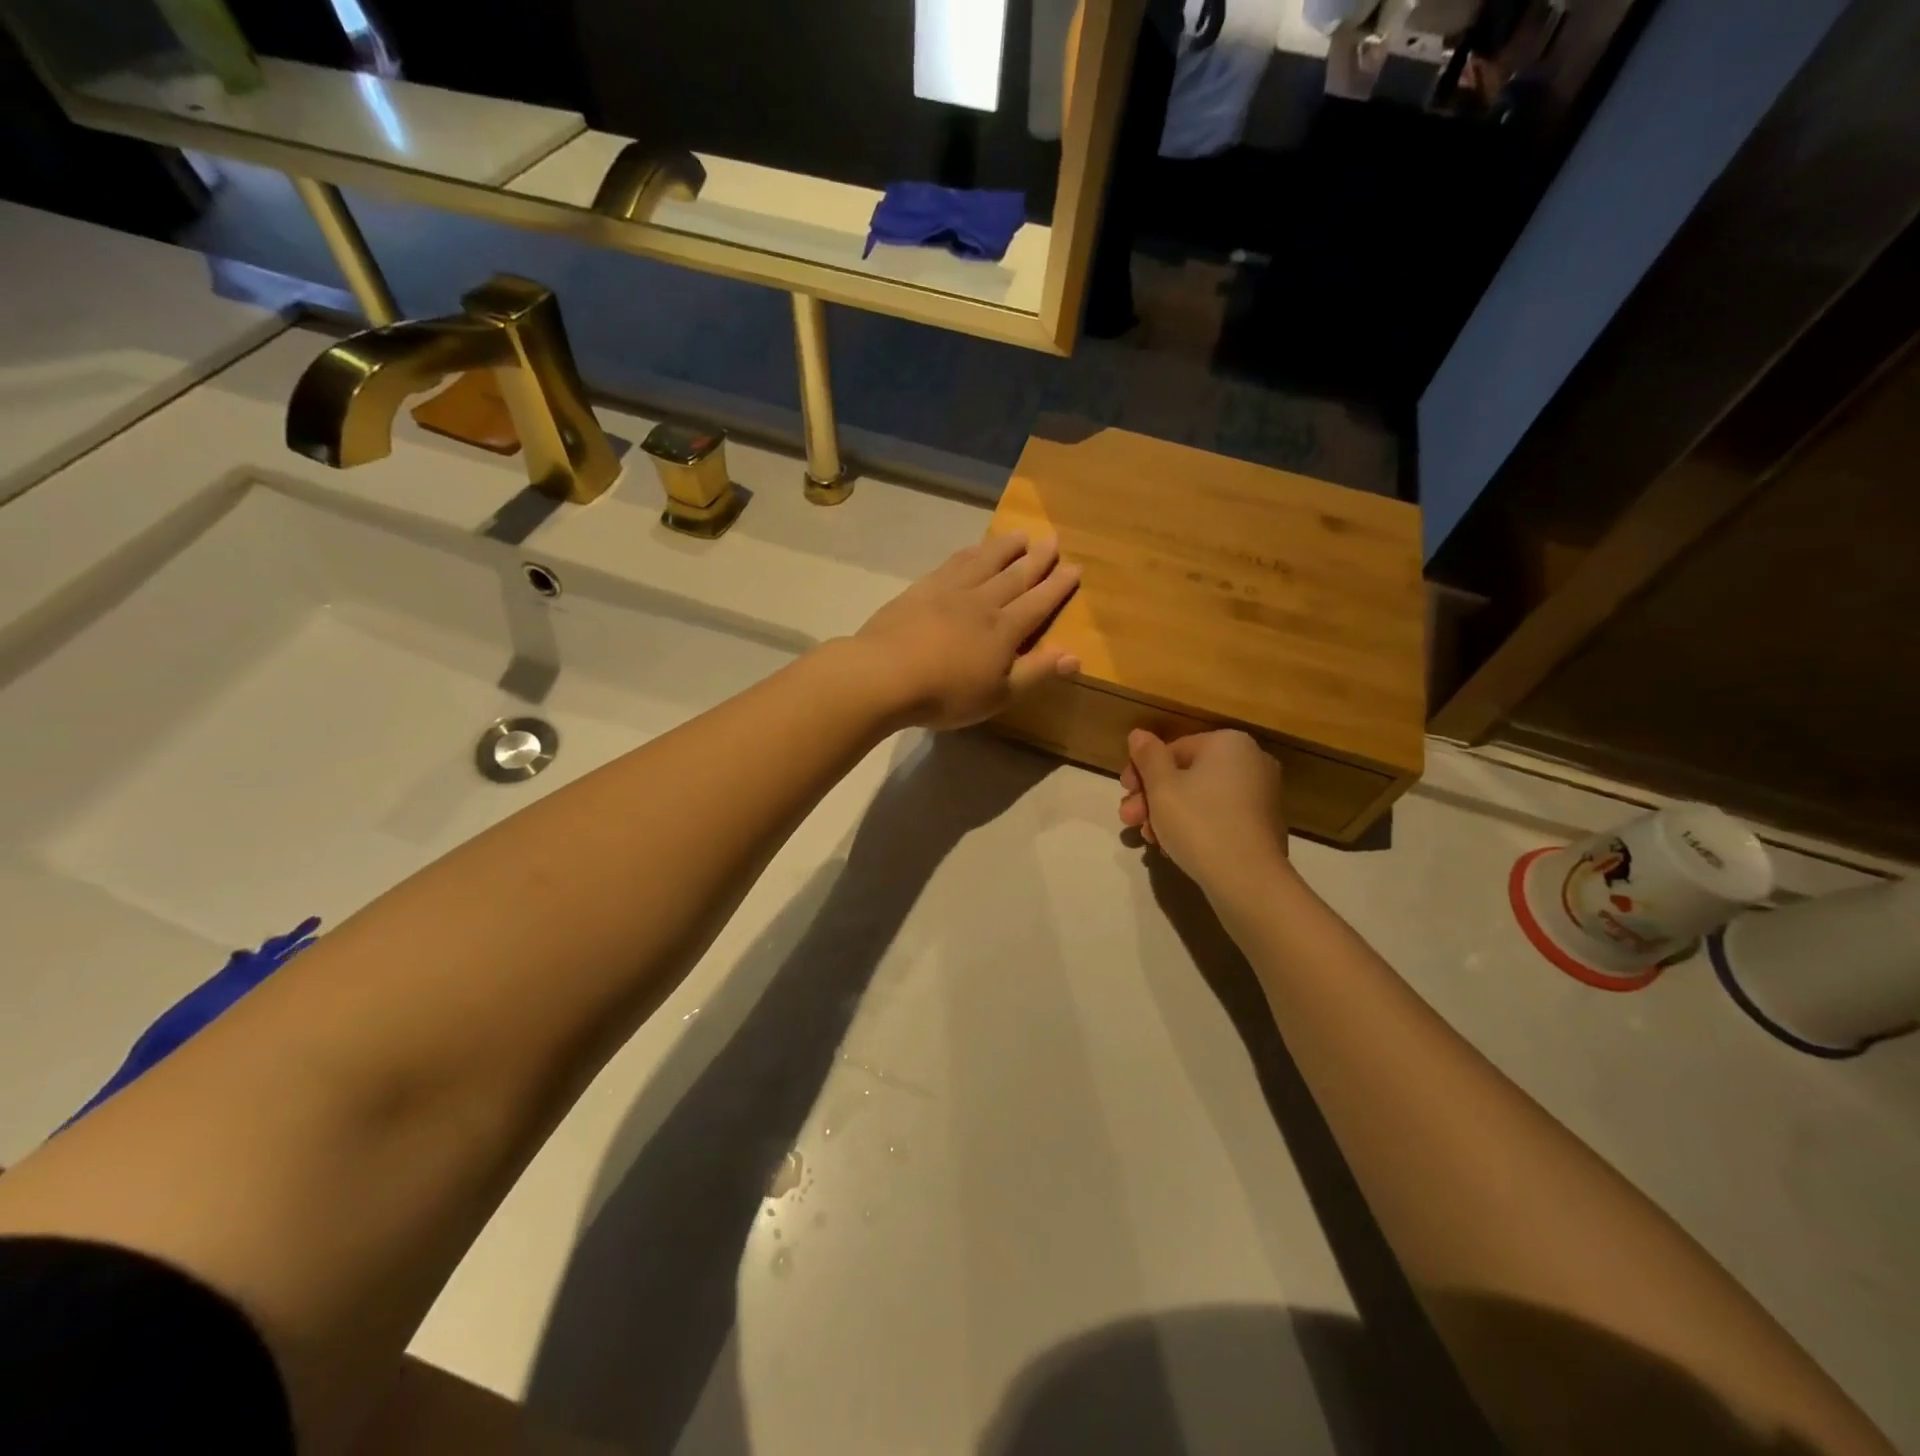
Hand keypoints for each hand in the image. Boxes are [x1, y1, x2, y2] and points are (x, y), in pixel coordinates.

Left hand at [852, 532, 1081, 730]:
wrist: (884, 675)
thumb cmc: (945, 694)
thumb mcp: (998, 695)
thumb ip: (1036, 672)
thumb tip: (1074, 655)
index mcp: (1003, 630)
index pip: (1038, 603)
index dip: (1057, 586)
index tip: (1075, 567)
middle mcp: (981, 602)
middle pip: (1014, 575)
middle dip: (1037, 558)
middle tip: (1053, 538)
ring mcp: (949, 592)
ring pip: (984, 562)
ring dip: (1004, 547)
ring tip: (1020, 534)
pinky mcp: (921, 590)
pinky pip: (952, 563)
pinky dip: (968, 552)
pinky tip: (972, 549)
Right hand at [1119, 729, 1289, 896]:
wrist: (1248, 880)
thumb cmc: (1199, 823)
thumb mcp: (1162, 787)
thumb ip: (1148, 756)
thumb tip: (1138, 734)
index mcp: (1229, 743)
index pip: (1172, 749)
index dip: (1141, 771)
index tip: (1124, 793)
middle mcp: (1251, 761)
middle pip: (1186, 774)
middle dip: (1152, 798)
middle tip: (1128, 819)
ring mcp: (1260, 795)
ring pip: (1199, 798)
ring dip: (1167, 815)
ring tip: (1148, 839)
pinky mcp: (1261, 825)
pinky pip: (1218, 817)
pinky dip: (1193, 827)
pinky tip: (1172, 848)